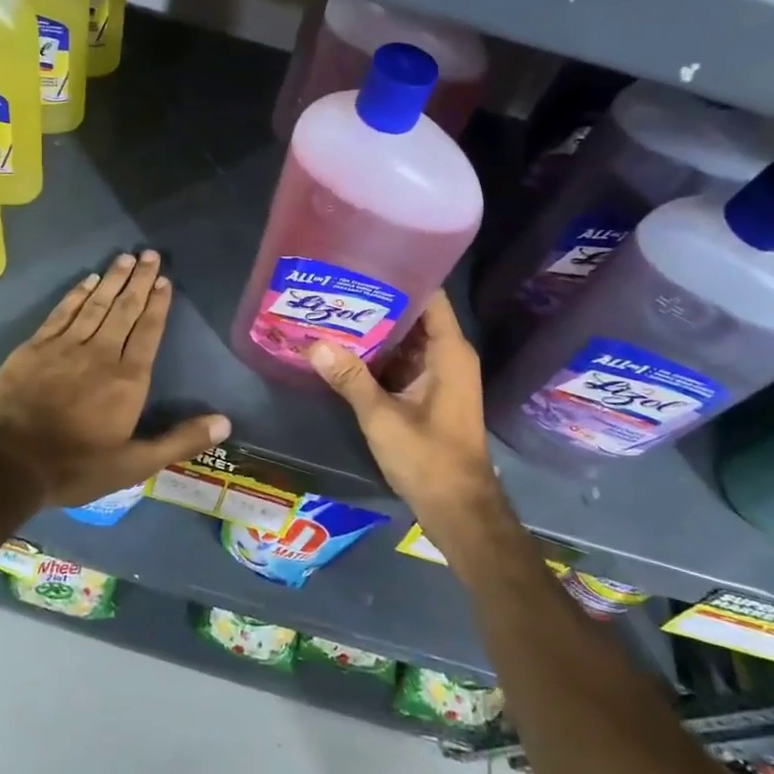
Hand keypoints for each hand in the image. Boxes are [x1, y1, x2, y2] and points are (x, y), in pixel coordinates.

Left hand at [0, 250, 229, 508]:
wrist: (8, 464)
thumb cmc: (76, 467)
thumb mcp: (135, 465)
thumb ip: (180, 441)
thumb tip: (225, 423)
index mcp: (128, 379)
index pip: (148, 331)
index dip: (158, 304)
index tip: (165, 280)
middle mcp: (100, 353)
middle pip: (124, 309)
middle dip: (139, 280)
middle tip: (150, 254)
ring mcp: (65, 347)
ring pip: (95, 305)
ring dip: (112, 279)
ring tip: (125, 257)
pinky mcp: (35, 347)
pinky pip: (62, 312)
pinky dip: (77, 294)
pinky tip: (87, 280)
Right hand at [309, 292, 498, 522]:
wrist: (458, 509)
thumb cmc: (428, 458)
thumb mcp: (382, 417)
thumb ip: (350, 379)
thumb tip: (314, 344)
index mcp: (449, 351)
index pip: (429, 296)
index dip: (400, 276)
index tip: (364, 264)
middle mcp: (448, 355)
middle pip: (414, 315)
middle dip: (377, 302)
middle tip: (336, 287)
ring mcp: (439, 374)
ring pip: (406, 339)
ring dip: (375, 329)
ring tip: (334, 310)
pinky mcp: (429, 392)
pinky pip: (403, 361)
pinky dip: (379, 354)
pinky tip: (345, 348)